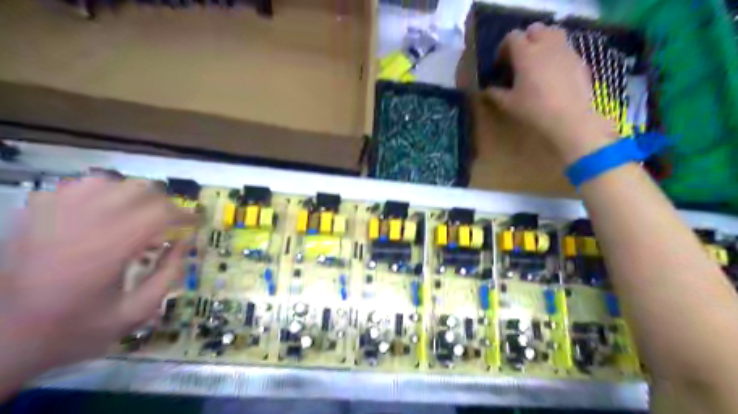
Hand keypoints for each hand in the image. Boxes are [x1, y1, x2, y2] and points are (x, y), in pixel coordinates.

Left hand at [0, 175, 194, 392]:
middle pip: (140, 191)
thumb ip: (169, 275)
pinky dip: (102, 192)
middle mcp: (83, 223)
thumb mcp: (135, 313)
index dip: (185, 215)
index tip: (196, 224)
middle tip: (171, 224)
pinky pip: (77, 186)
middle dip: (164, 205)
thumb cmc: (74, 330)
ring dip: (135, 196)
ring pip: (110, 182)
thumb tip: (186, 243)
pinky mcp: (34, 214)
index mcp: (109, 249)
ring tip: (140, 216)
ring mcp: (54, 214)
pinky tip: (106, 211)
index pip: (160, 212)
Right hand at [488, 22, 617, 162]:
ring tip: (537, 63)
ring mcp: (566, 51)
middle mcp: (546, 45)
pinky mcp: (579, 60)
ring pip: (553, 34)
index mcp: (526, 53)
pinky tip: (553, 75)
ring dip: (542, 43)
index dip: (503, 48)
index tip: (500, 65)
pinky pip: (565, 49)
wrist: (569, 119)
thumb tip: (485, 90)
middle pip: (535, 30)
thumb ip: (495, 94)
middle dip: (525, 40)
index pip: (512, 37)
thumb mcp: (509, 104)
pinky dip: (556, 54)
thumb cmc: (534, 110)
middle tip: (518, 60)